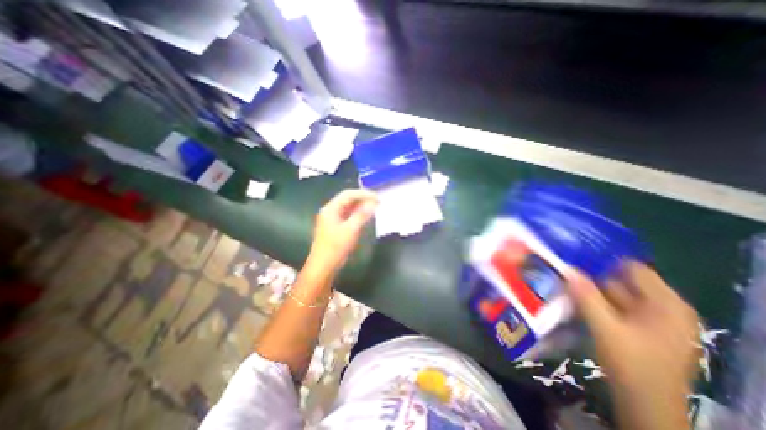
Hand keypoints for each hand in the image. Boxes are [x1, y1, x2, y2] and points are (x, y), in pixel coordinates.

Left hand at [306, 188, 375, 274]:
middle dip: (362, 199)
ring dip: (360, 206)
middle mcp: (330, 211)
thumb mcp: (351, 230)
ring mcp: (331, 219)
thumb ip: (362, 214)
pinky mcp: (334, 227)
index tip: (377, 197)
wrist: (323, 267)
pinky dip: (357, 214)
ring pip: (348, 208)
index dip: (363, 194)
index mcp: (331, 209)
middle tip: (377, 202)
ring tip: (374, 208)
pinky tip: (365, 217)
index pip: (348, 194)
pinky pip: (347, 216)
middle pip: (347, 199)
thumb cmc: (336, 248)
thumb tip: (373, 202)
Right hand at [565, 262, 698, 428]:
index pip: (633, 268)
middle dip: (591, 275)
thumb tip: (567, 270)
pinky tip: (573, 298)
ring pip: (613, 293)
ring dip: (589, 288)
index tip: (574, 256)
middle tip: (563, 269)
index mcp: (666, 304)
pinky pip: (612, 305)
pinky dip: (594, 300)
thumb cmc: (633, 366)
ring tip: (563, 281)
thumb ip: (586, 297)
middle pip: (621, 280)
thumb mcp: (606, 329)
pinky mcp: (637, 327)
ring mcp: (649, 318)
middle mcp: (662, 307)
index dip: (603, 260)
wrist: (645, 405)